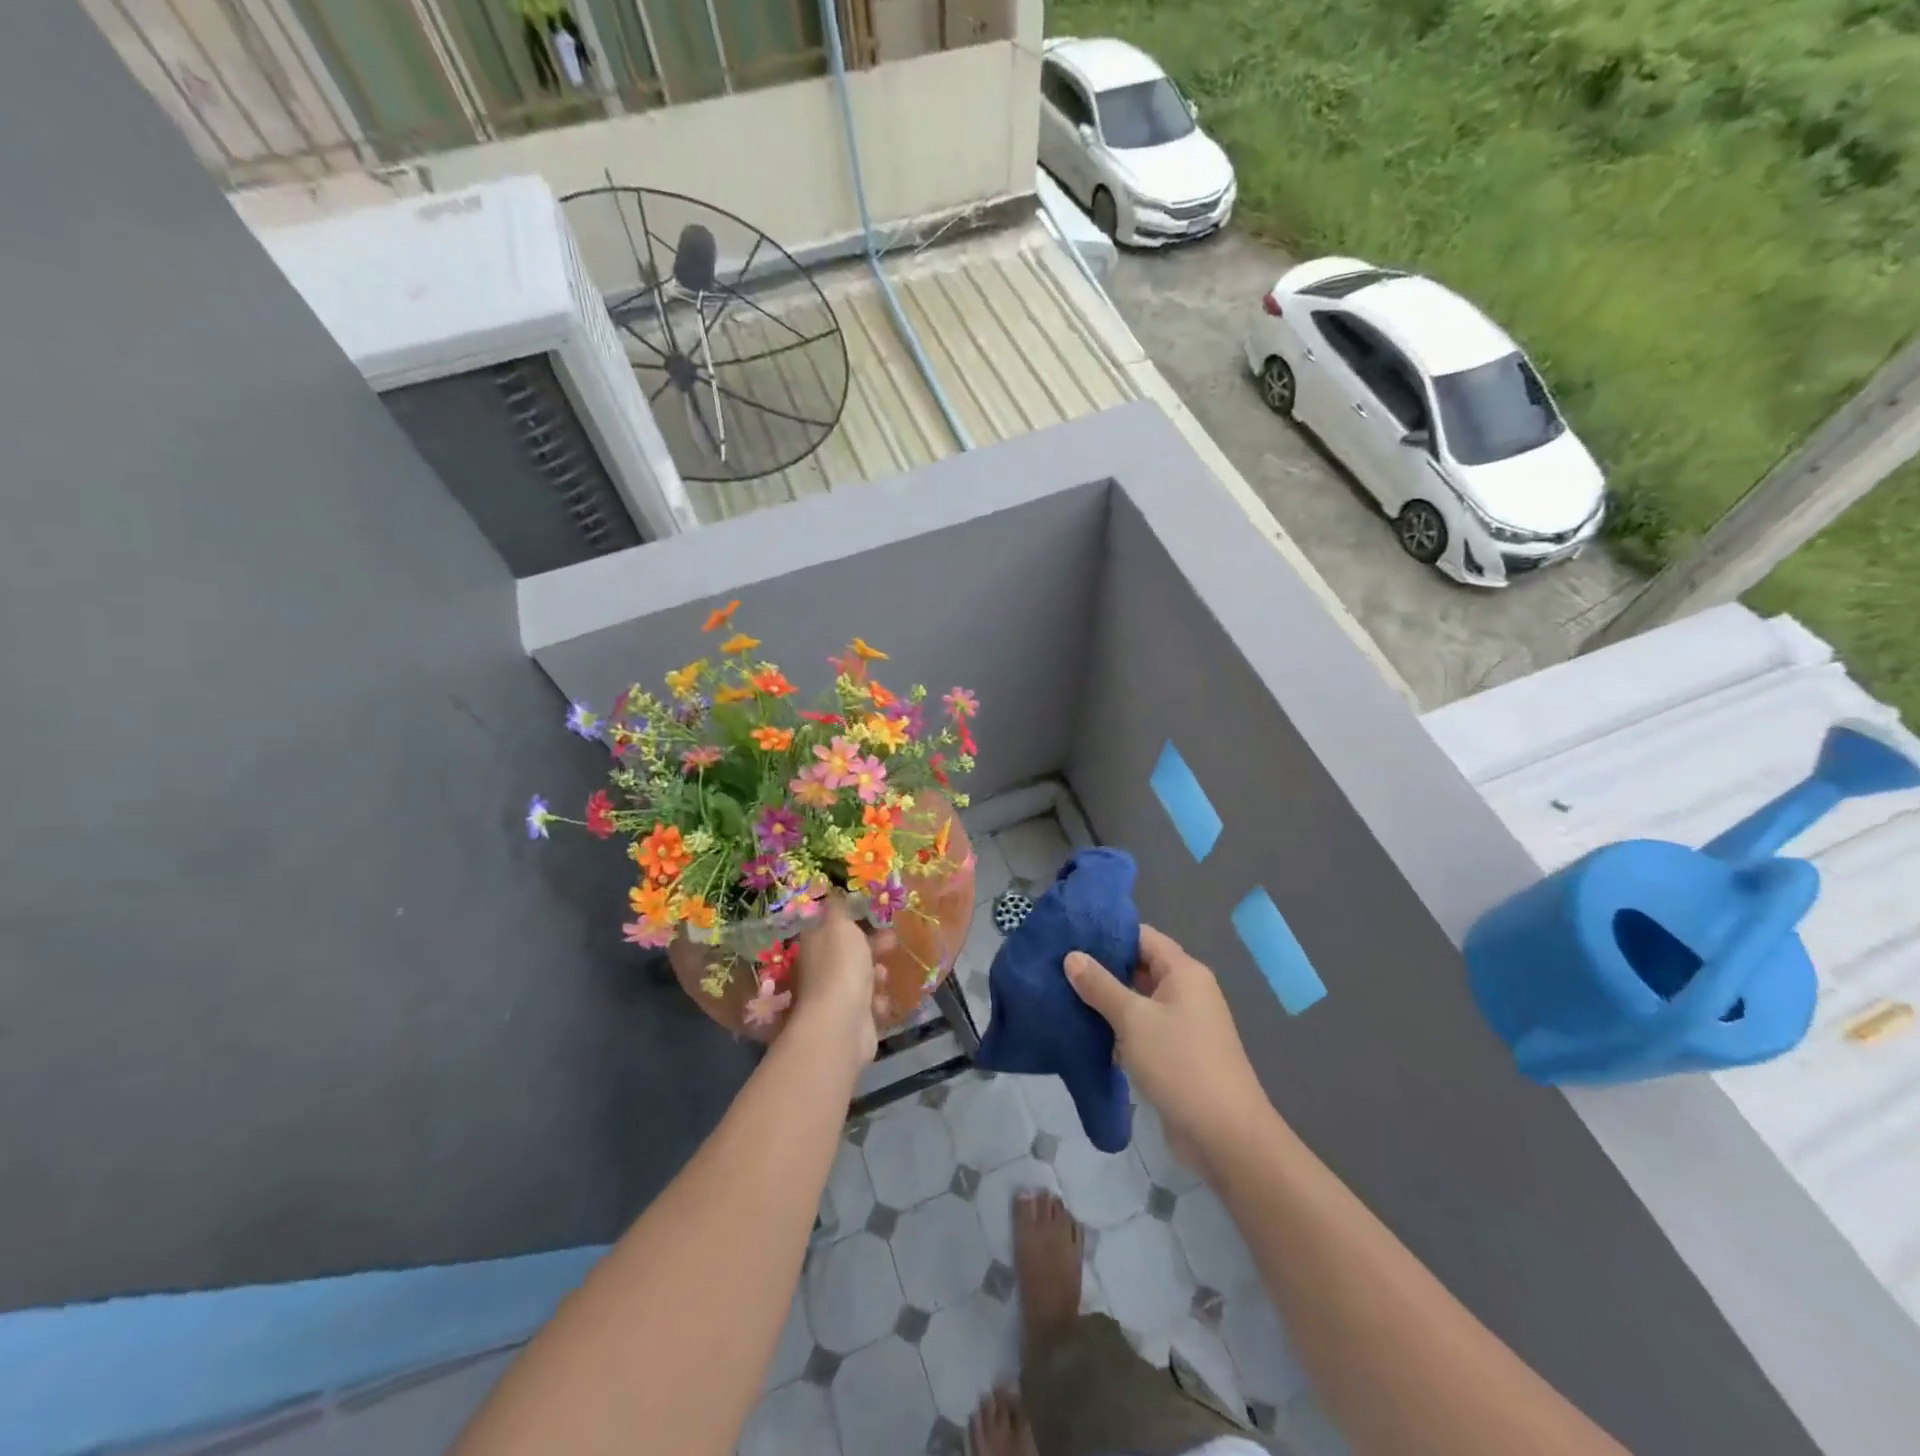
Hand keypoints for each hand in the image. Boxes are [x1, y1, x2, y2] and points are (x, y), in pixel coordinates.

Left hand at [793, 894, 889, 1064]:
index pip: (830, 926)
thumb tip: (833, 893)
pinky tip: (880, 1002)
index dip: (852, 919)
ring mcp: (833, 996)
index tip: (874, 914)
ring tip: (882, 975)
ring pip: (860, 978)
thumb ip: (839, 908)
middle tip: (891, 941)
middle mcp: (819, 969)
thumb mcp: (840, 925)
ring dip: (875, 974)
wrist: (842, 1023)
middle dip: (872, 946)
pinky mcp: (850, 1020)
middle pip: (848, 952)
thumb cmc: (841, 966)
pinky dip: (877, 1002)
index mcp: (814, 943)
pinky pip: (868, 1004)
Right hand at [1065, 926, 1271, 1176]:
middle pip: (1140, 967)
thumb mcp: (1133, 1019)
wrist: (1225, 1136)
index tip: (1069, 936)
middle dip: (1102, 968)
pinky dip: (1118, 1028)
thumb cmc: (1180, 1064)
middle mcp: (1187, 991)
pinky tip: (1085, 1032)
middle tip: (1058, 967)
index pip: (1142, 936)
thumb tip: (1072, 956)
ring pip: (1138, 1000)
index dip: (1107, 934)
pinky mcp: (1177, 1053)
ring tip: (1062, 995)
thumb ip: (1100, 986)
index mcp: (1184, 972)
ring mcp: (1183, 1024)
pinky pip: (1143, 1028)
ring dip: (1107, 1001)